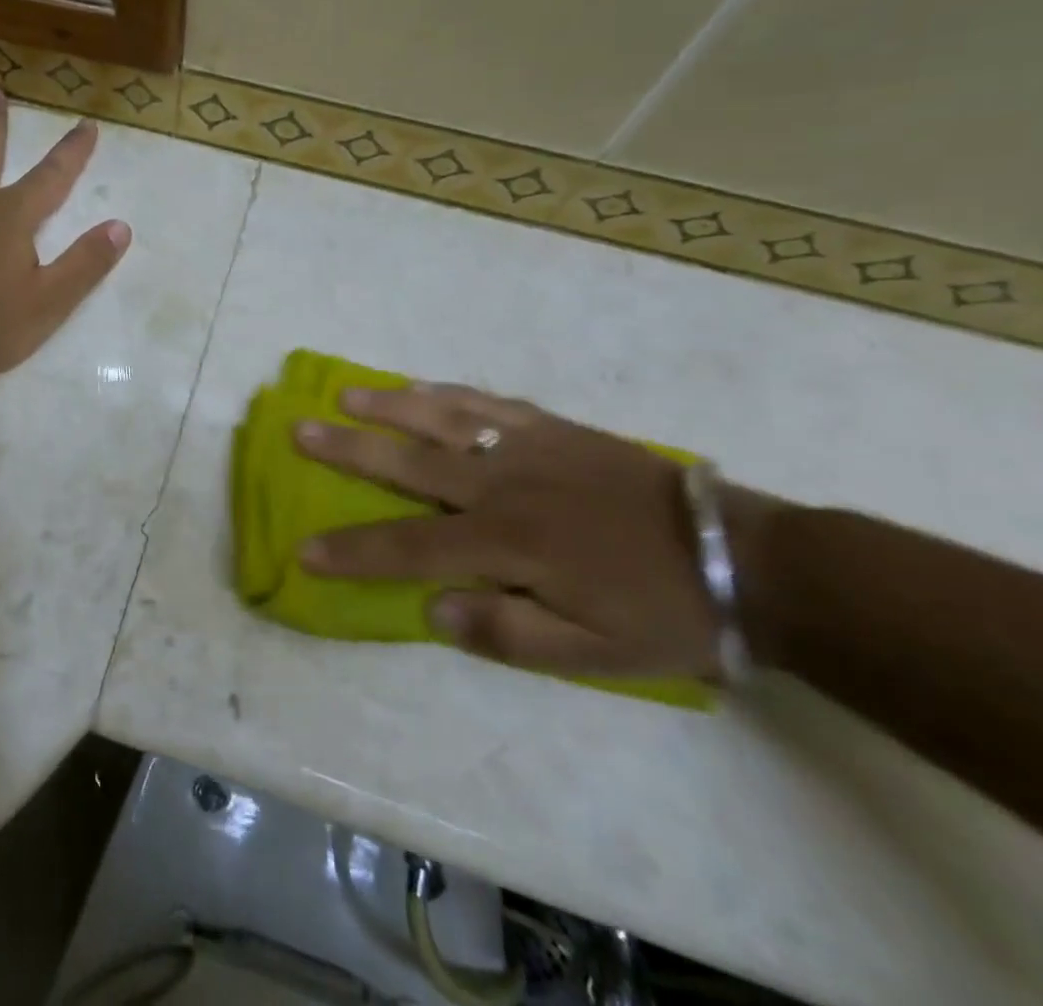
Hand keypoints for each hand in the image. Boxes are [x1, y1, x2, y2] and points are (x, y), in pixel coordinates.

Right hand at [294, 385, 721, 677]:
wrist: (743, 557)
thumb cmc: (662, 614)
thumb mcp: (591, 655)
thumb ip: (505, 633)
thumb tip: (432, 609)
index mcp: (507, 541)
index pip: (409, 547)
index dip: (352, 552)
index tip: (304, 550)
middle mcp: (502, 483)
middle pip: (408, 462)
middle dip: (347, 449)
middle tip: (299, 430)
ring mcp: (526, 446)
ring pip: (441, 417)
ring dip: (388, 404)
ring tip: (345, 394)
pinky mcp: (552, 427)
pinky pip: (487, 402)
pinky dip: (447, 393)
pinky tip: (422, 387)